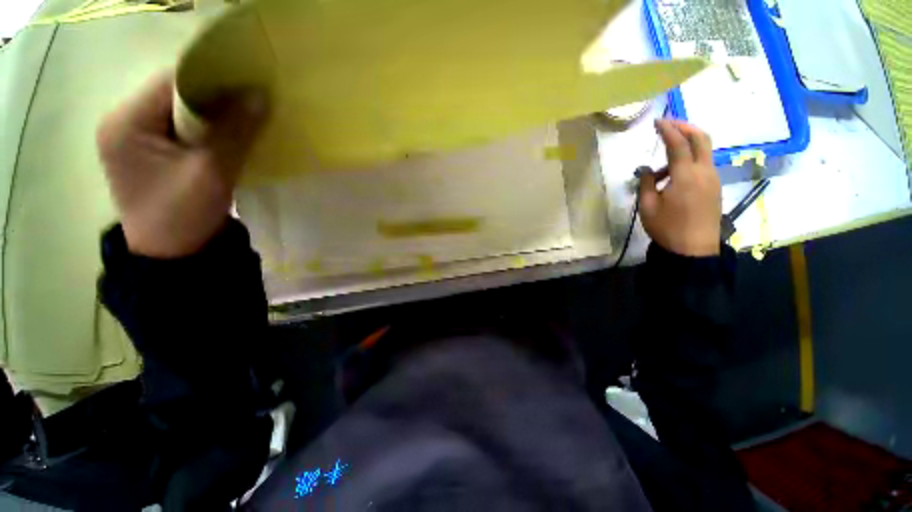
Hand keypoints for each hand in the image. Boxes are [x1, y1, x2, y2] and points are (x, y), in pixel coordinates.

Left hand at [97, 72, 266, 257]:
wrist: (173, 258)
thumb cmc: (183, 216)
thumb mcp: (212, 172)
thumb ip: (236, 132)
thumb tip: (261, 95)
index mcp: (126, 123)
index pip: (172, 81)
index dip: (212, 78)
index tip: (249, 82)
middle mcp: (124, 123)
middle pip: (175, 94)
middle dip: (215, 97)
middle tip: (252, 102)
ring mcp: (135, 139)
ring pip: (181, 112)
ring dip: (214, 115)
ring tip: (245, 119)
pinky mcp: (150, 154)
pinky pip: (182, 129)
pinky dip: (208, 130)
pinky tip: (229, 137)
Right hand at [639, 119, 720, 256]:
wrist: (693, 249)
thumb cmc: (667, 227)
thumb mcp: (648, 206)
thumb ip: (647, 183)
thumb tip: (646, 170)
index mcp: (686, 175)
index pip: (678, 144)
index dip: (667, 130)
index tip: (657, 121)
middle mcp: (704, 171)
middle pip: (701, 138)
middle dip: (685, 127)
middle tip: (668, 125)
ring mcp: (713, 178)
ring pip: (704, 151)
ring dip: (686, 146)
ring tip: (662, 165)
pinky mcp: (714, 187)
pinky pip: (704, 165)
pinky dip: (690, 161)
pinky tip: (674, 176)